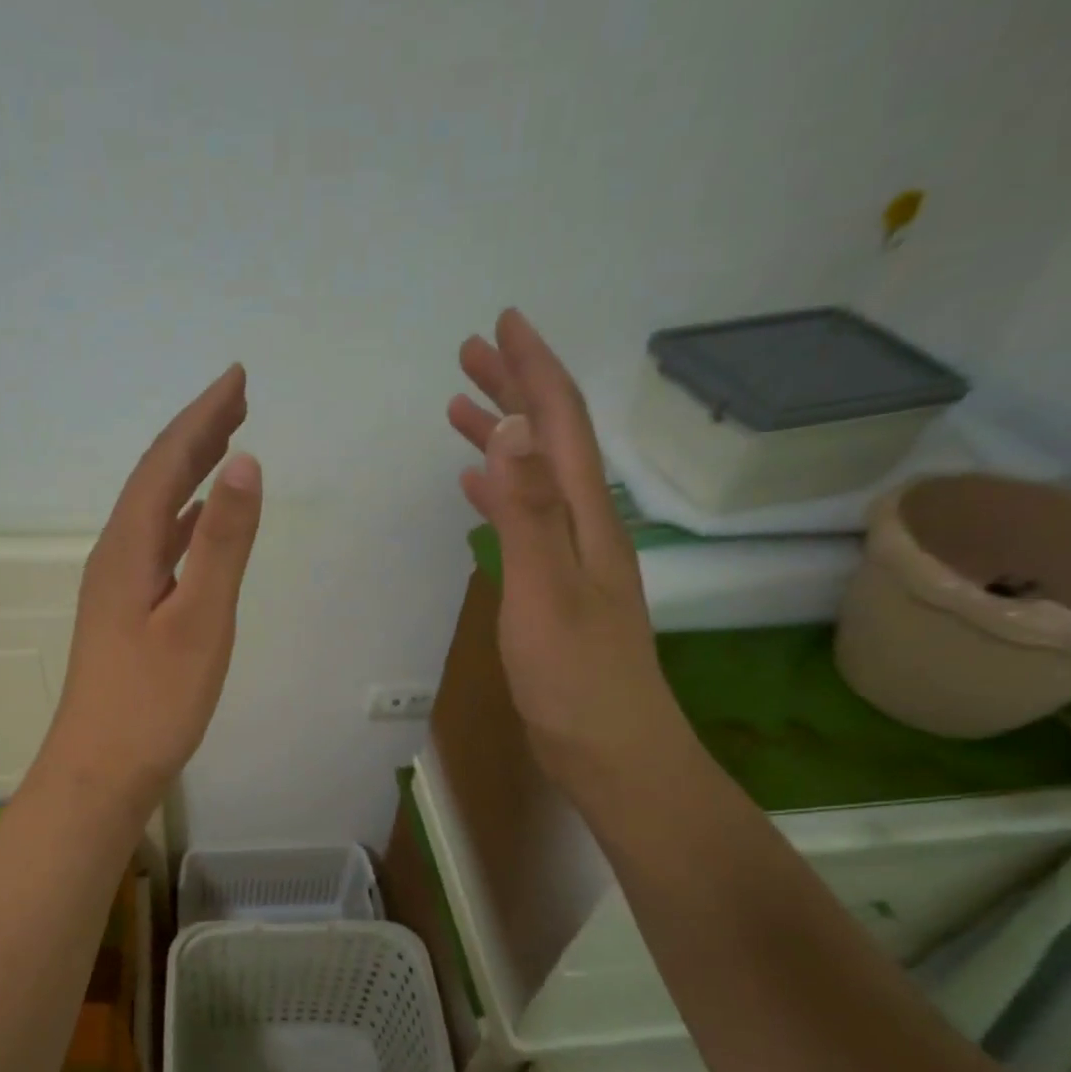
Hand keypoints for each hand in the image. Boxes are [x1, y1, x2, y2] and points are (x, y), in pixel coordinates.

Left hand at [43, 365, 262, 804]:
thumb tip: (244, 463)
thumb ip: (222, 543)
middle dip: (197, 434)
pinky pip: (158, 545)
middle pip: (157, 479)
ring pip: (156, 511)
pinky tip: (197, 523)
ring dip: (190, 473)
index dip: (202, 417)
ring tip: (225, 444)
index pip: (166, 463)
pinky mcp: (126, 613)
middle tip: (238, 397)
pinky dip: (184, 520)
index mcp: (128, 548)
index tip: (238, 379)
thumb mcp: (199, 621)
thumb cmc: (153, 703)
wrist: (100, 771)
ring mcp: (117, 586)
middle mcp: (115, 556)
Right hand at [447, 309, 687, 789]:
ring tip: (461, 409)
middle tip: (471, 354)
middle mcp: (582, 523)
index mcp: (585, 515)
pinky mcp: (552, 586)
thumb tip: (513, 429)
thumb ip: (527, 511)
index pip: (560, 423)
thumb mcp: (545, 590)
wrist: (609, 748)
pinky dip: (498, 490)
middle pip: (550, 440)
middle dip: (515, 389)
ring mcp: (569, 556)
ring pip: (533, 476)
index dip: (534, 370)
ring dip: (503, 436)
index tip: (504, 323)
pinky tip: (475, 487)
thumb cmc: (575, 676)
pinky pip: (522, 518)